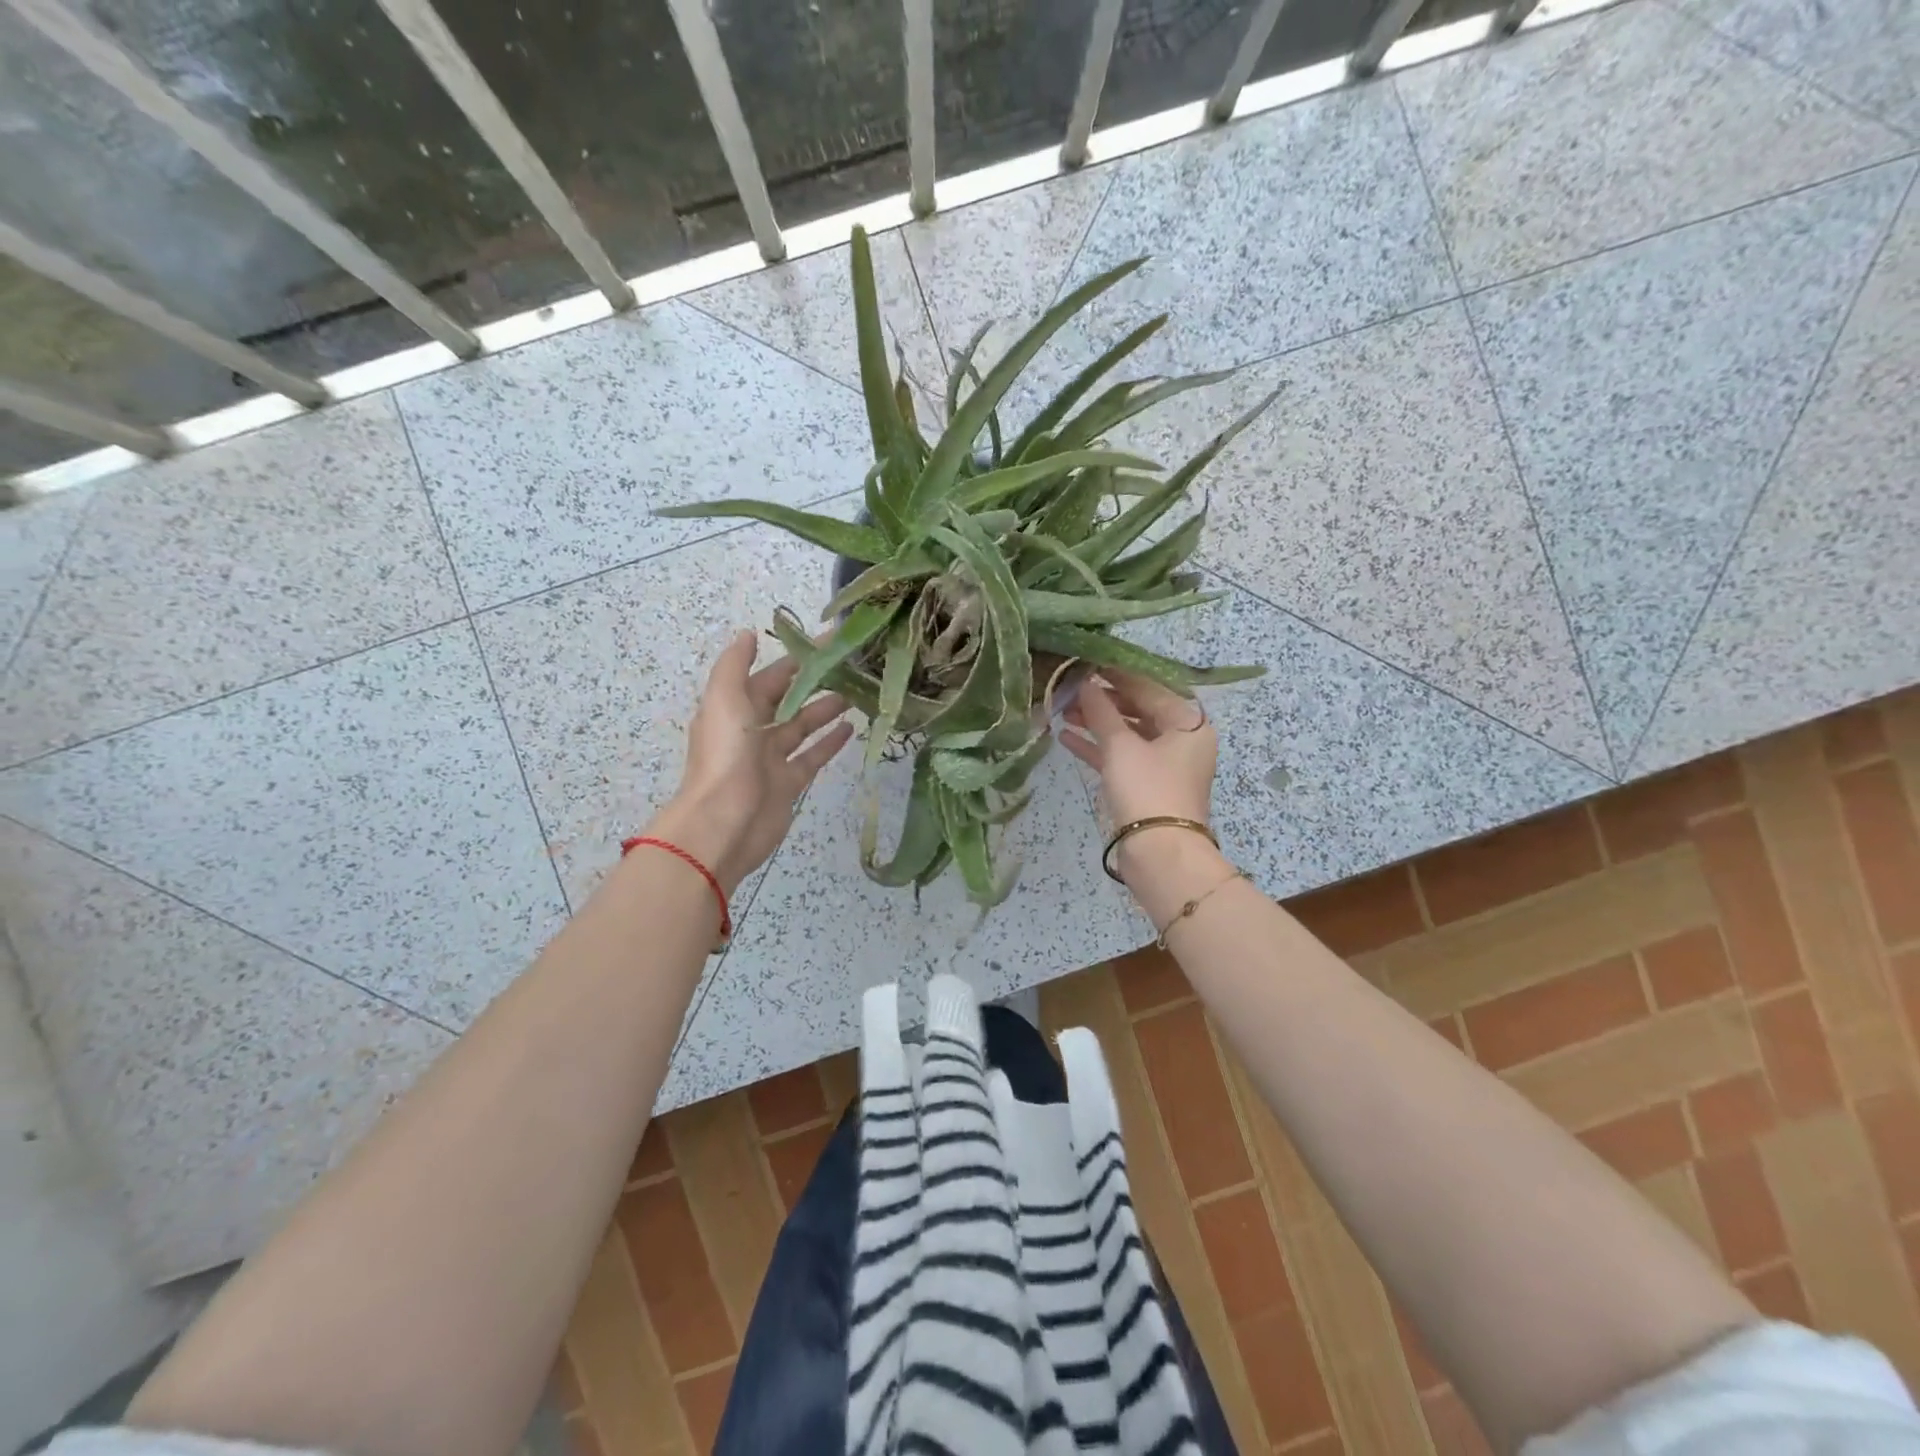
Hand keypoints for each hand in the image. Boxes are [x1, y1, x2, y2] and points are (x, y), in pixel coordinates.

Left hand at [647, 630, 852, 892]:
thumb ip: (735, 665)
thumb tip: (748, 634)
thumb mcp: (724, 700)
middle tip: (853, 666)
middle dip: (817, 682)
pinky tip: (851, 728)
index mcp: (736, 706)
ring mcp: (771, 758)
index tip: (832, 640)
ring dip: (826, 708)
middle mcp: (752, 729)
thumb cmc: (725, 757)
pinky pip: (812, 756)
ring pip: (803, 725)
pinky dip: (829, 742)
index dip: (799, 657)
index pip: (772, 675)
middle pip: (789, 698)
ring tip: (856, 692)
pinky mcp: (788, 783)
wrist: (724, 824)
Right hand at [1061, 671, 1220, 884]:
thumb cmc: (1147, 789)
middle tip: (1069, 687)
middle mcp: (1182, 739)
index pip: (1148, 686)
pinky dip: (1098, 747)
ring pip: (1128, 734)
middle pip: (1139, 709)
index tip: (1086, 661)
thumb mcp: (1121, 746)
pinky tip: (1066, 737)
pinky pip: (1122, 757)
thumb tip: (1085, 683)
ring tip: (1062, 710)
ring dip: (1097, 722)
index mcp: (1188, 722)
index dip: (1116, 673)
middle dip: (1103, 700)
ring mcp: (1165, 764)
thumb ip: (1101, 710)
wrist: (1160, 855)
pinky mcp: (1148, 785)